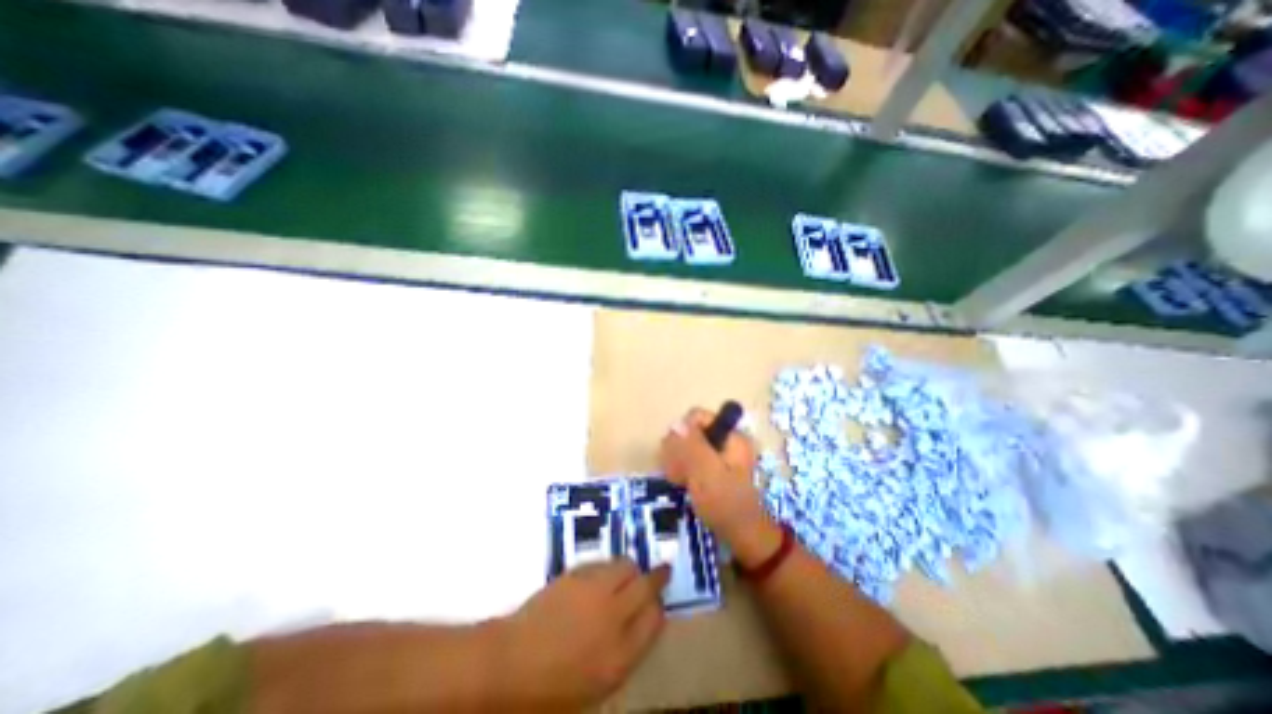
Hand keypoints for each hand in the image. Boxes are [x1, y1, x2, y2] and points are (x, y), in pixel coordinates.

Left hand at [503, 563, 667, 708]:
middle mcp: (612, 616)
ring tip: (627, 575)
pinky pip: (602, 563)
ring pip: (626, 566)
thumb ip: (626, 650)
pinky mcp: (576, 574)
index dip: (659, 608)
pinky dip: (607, 567)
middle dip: (657, 577)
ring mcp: (594, 591)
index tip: (657, 603)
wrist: (511, 663)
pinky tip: (601, 576)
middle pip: (647, 585)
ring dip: (631, 570)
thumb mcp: (598, 682)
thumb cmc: (553, 687)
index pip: (655, 619)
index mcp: (620, 655)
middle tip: (661, 571)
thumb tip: (645, 621)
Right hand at [662, 408, 781, 567]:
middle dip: (679, 450)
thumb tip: (676, 423)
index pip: (696, 417)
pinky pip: (688, 459)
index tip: (679, 455)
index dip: (684, 433)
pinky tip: (681, 483)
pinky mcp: (710, 467)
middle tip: (680, 473)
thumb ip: (692, 447)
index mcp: (730, 436)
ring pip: (685, 445)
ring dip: (677, 462)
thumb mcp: (707, 473)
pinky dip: (681, 469)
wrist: (741, 537)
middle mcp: (724, 440)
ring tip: (680, 481)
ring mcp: (717, 454)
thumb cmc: (726, 504)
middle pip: (689, 431)